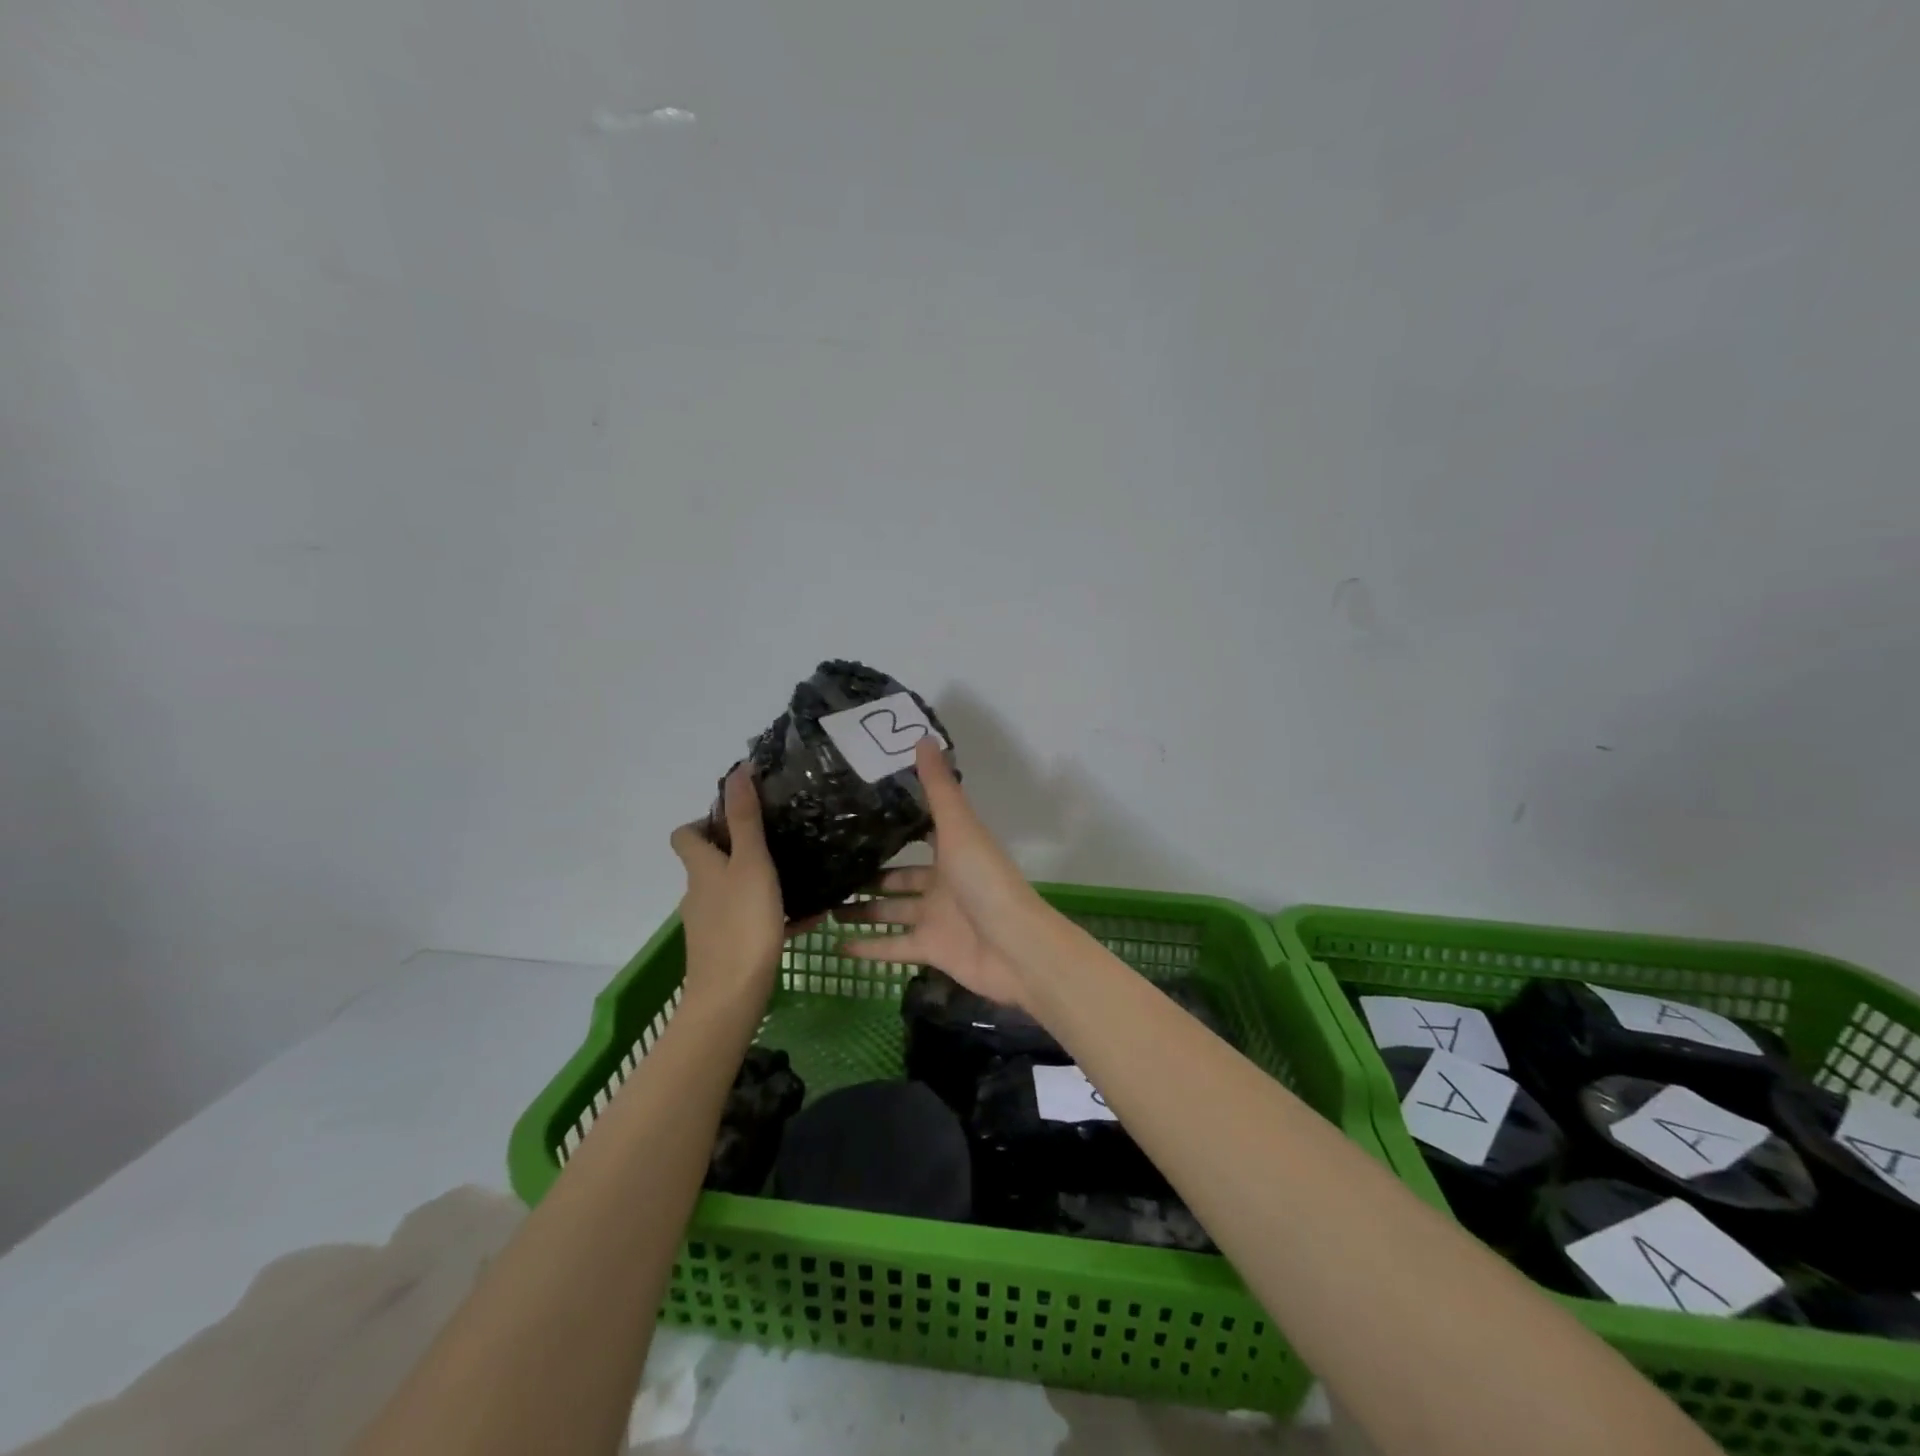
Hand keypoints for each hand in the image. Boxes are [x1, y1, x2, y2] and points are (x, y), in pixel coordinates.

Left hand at [670, 766, 792, 1010]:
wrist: (731, 996)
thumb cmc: (742, 923)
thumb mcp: (751, 863)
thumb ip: (745, 819)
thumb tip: (736, 772)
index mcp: (701, 868)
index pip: (685, 834)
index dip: (705, 821)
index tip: (740, 818)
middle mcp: (699, 892)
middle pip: (712, 862)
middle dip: (741, 850)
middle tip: (781, 843)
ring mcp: (711, 923)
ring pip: (733, 892)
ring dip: (759, 881)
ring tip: (798, 877)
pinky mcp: (726, 948)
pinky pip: (750, 921)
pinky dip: (772, 915)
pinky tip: (808, 919)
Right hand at [836, 738, 1047, 1007]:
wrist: (1015, 947)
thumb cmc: (986, 880)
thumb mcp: (959, 828)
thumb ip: (939, 788)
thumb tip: (923, 736)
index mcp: (953, 850)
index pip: (921, 832)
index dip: (896, 823)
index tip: (860, 812)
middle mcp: (943, 882)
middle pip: (900, 876)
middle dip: (870, 874)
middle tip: (830, 867)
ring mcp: (937, 918)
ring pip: (891, 911)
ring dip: (863, 910)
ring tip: (824, 905)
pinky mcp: (931, 949)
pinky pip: (893, 947)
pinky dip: (868, 948)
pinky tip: (835, 945)